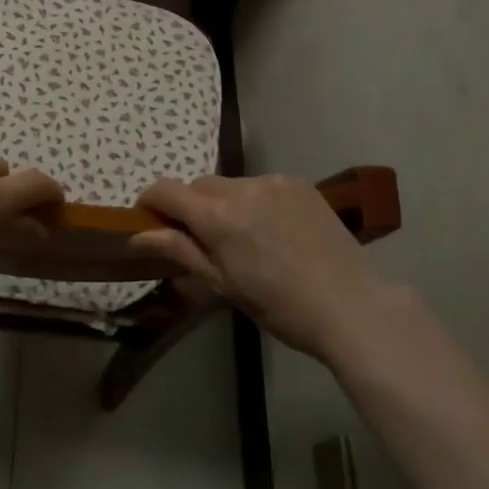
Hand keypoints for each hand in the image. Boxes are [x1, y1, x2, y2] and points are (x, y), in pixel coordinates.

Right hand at [132, 174, 386, 360]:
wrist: (351, 305)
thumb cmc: (280, 306)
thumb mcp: (223, 284)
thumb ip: (179, 251)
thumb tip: (137, 236)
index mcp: (219, 217)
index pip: (166, 190)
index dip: (150, 202)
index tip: (149, 220)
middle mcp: (243, 187)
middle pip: (199, 186)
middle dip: (190, 207)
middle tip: (199, 240)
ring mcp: (274, 181)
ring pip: (231, 185)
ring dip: (224, 204)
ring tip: (243, 238)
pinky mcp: (299, 183)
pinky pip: (261, 185)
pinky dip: (254, 201)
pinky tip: (273, 231)